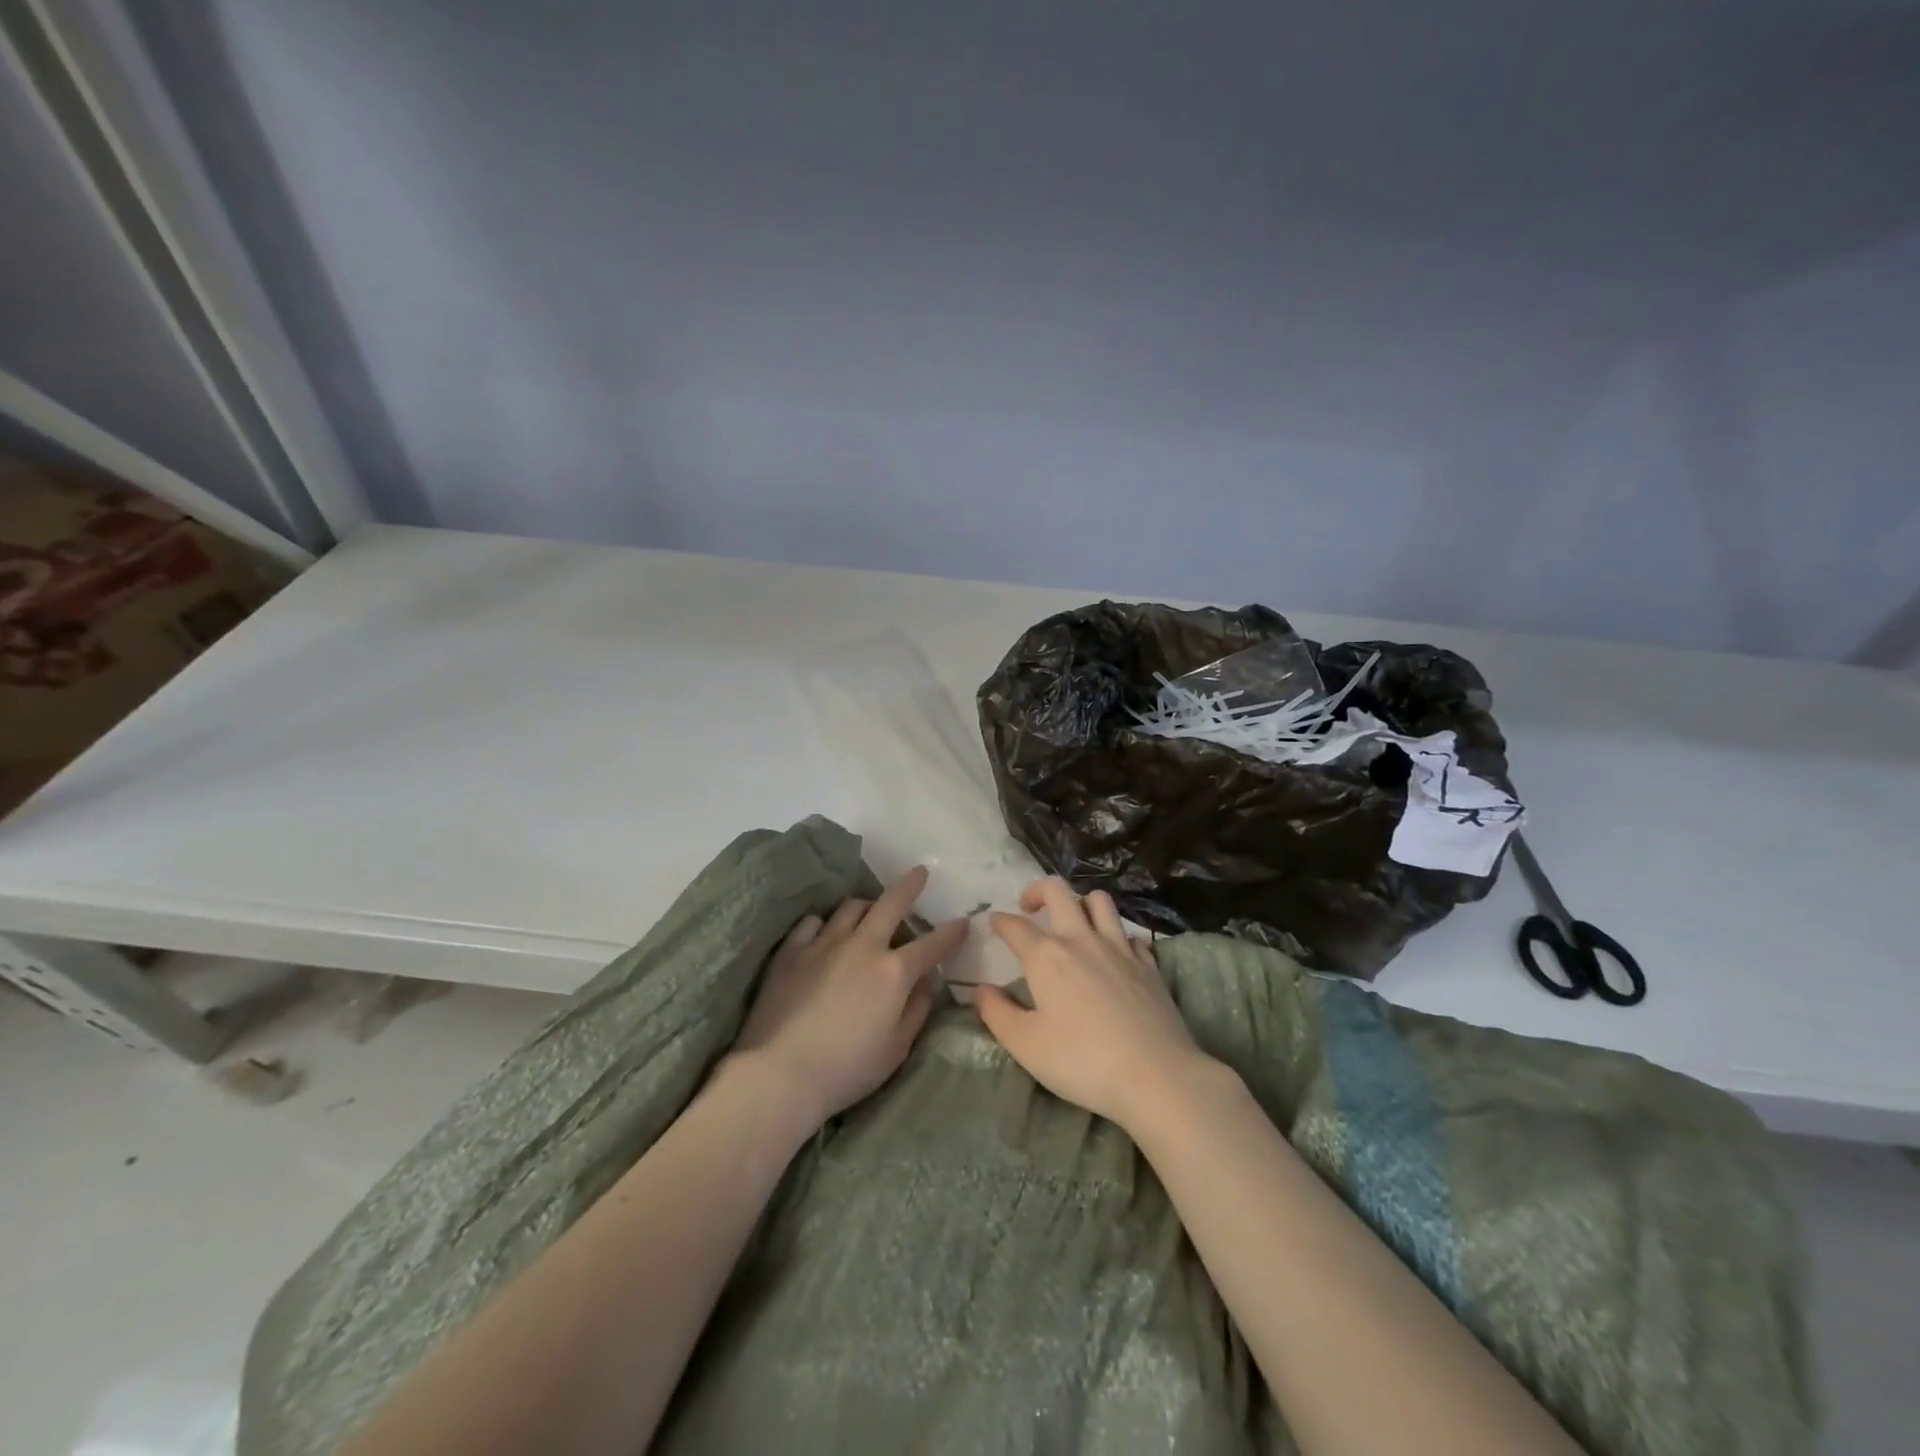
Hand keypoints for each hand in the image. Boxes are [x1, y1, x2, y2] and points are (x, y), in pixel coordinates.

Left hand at [727, 866, 967, 1131]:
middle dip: (910, 885)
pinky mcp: (792, 950)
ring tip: (869, 913)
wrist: (780, 1072)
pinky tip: (825, 934)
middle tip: (919, 873)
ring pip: (851, 906)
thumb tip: (926, 986)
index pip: (932, 944)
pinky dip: (825, 924)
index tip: (963, 921)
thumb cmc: (846, 1069)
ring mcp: (824, 943)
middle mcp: (862, 946)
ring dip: (867, 906)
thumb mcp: (896, 1050)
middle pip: (891, 902)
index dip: (951, 932)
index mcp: (894, 972)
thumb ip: (916, 1012)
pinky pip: (813, 922)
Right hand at [977, 879, 1210, 1131]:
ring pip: (1099, 901)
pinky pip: (1129, 933)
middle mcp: (1082, 940)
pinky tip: (1113, 954)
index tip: (994, 922)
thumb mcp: (1026, 1045)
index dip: (1000, 921)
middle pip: (1059, 892)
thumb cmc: (1082, 1061)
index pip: (1016, 926)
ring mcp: (1120, 948)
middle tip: (1030, 908)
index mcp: (1047, 957)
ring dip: (1081, 902)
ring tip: (1073, 921)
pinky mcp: (1148, 964)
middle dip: (1038, 890)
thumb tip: (981, 990)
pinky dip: (1116, 936)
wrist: (1156, 1076)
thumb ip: (997, 1014)